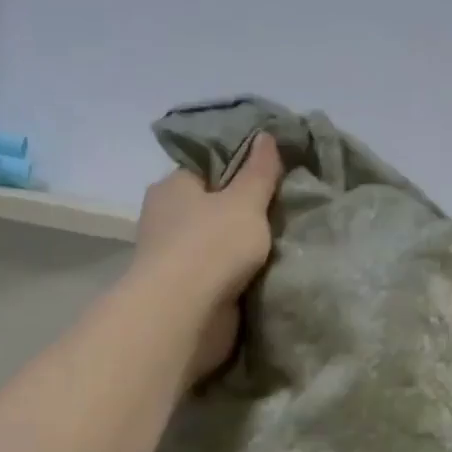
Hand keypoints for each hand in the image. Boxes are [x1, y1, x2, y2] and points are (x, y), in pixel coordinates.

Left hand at [135, 133, 283, 380]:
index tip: (272, 172)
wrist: (184, 316)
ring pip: (216, 242)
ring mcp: (173, 257)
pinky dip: (237, 273)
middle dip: (243, 210)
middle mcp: (166, 218)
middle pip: (212, 205)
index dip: (239, 167)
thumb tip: (265, 135)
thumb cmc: (211, 246)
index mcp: (172, 186)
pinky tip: (267, 270)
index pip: (206, 166)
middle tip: (285, 207)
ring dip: (242, 246)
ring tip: (284, 240)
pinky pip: (218, 273)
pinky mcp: (183, 290)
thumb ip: (259, 171)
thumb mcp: (245, 201)